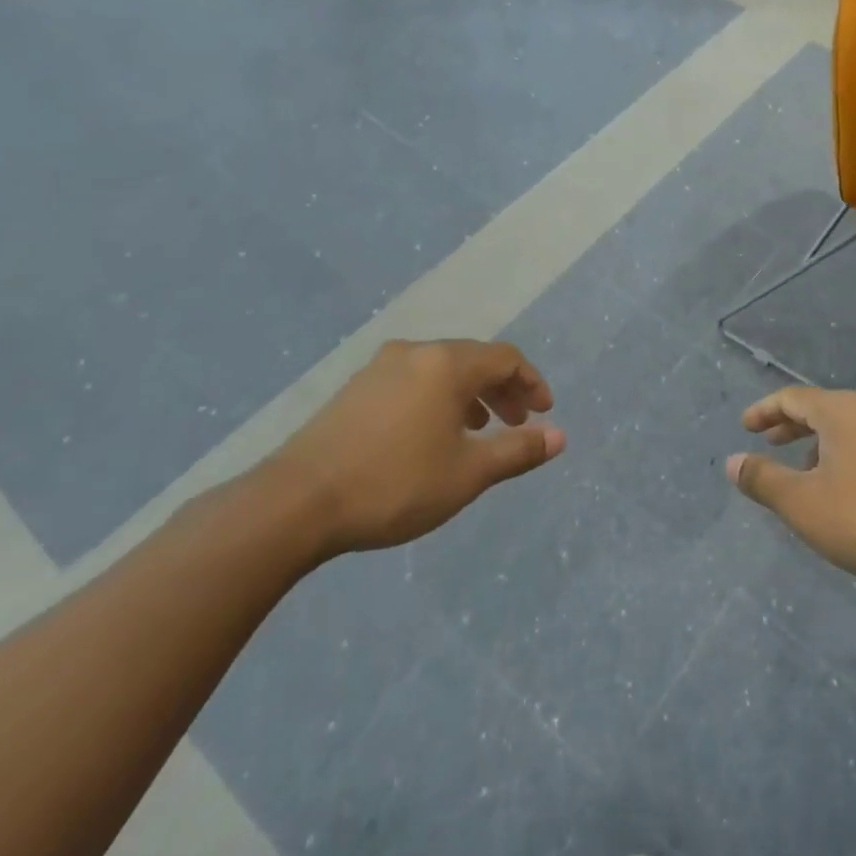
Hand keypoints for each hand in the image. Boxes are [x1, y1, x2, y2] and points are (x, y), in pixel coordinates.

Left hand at [263, 339, 562, 555]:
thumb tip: (559, 436)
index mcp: (446, 364)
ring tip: (478, 431)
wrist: (295, 503)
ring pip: (440, 370)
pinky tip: (431, 435)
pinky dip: (437, 399)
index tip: (543, 413)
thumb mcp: (468, 474)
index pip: (505, 359)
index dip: (531, 383)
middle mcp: (415, 353)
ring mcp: (379, 368)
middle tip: (517, 423)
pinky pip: (413, 381)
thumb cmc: (394, 484)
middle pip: (473, 360)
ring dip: (470, 395)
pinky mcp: (355, 389)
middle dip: (502, 390)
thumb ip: (518, 451)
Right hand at [726, 387, 855, 589]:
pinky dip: (847, 455)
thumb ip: (763, 479)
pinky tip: (846, 487)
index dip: (765, 411)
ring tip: (805, 471)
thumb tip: (733, 462)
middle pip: (823, 409)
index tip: (746, 426)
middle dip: (792, 426)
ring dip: (821, 443)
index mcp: (843, 411)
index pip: (793, 398)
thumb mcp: (801, 503)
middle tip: (769, 443)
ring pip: (850, 428)